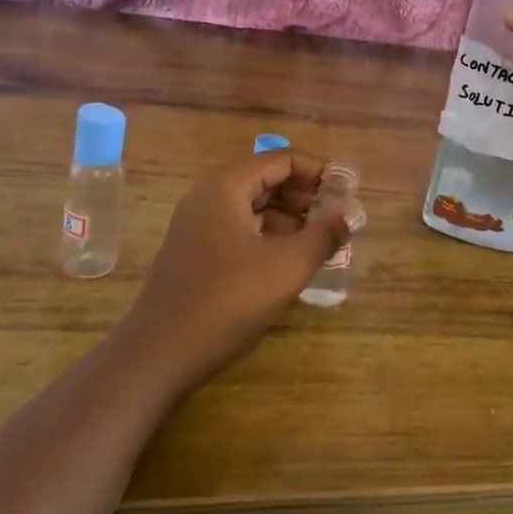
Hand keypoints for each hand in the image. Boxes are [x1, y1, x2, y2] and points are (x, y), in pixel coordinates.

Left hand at [116, 150, 361, 389]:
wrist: (160, 353)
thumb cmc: (228, 300)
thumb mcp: (287, 266)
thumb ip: (324, 235)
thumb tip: (352, 214)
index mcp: (226, 188)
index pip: (281, 160)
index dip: (318, 170)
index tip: (347, 189)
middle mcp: (208, 197)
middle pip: (265, 179)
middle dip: (304, 193)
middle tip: (337, 214)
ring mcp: (197, 225)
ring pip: (252, 206)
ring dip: (288, 215)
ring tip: (320, 238)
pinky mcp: (195, 252)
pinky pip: (239, 228)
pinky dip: (268, 234)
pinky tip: (289, 258)